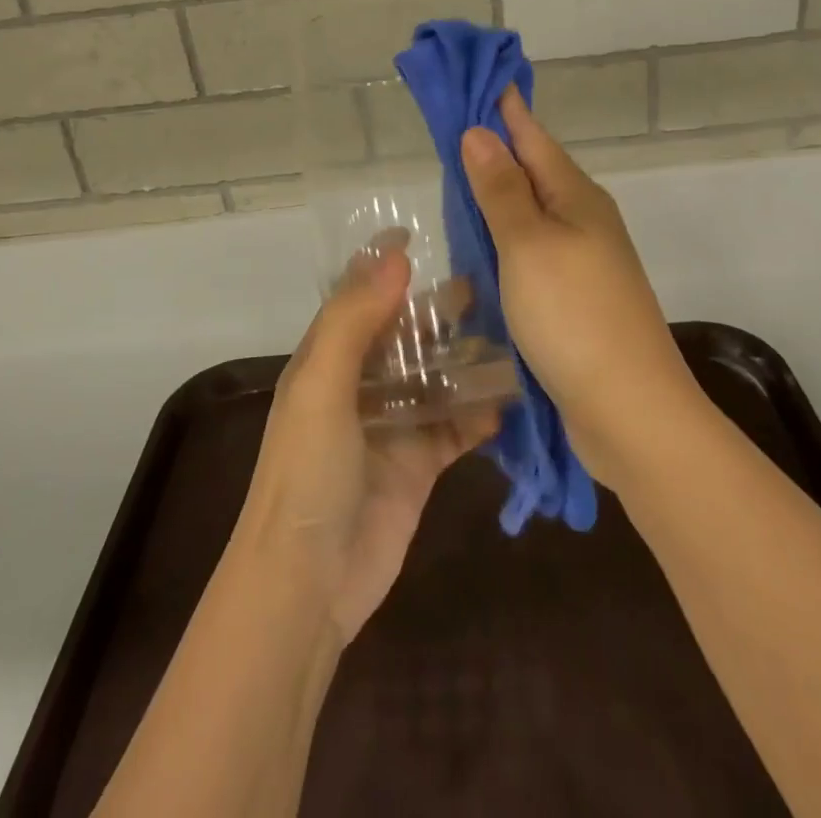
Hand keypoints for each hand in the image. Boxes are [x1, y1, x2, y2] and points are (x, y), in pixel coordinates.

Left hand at [232, 245, 498, 642]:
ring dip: (468, 358)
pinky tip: (510, 399)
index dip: (385, 266)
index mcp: (328, 358)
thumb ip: (355, 320)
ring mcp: (393, 424)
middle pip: (407, 334)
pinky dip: (480, 412)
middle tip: (492, 285)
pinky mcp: (420, 463)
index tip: (422, 236)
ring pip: (437, 376)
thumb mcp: (321, 386)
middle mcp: (361, 384)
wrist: (307, 585)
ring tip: (515, 333)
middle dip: (441, 311)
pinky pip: (456, 425)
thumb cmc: (305, 473)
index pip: (360, 297)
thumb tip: (395, 256)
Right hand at [460, 87, 703, 486]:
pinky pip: (531, 254)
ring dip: (497, 198)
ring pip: (530, 215)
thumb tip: (480, 131)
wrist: (630, 411)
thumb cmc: (575, 316)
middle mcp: (584, 220)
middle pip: (532, 172)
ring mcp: (582, 262)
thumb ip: (502, 190)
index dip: (502, 107)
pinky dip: (503, 243)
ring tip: (455, 184)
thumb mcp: (529, 245)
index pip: (531, 135)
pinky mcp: (574, 299)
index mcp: (576, 196)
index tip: (471, 80)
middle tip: (448, 132)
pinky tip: (480, 252)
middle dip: (494, 150)